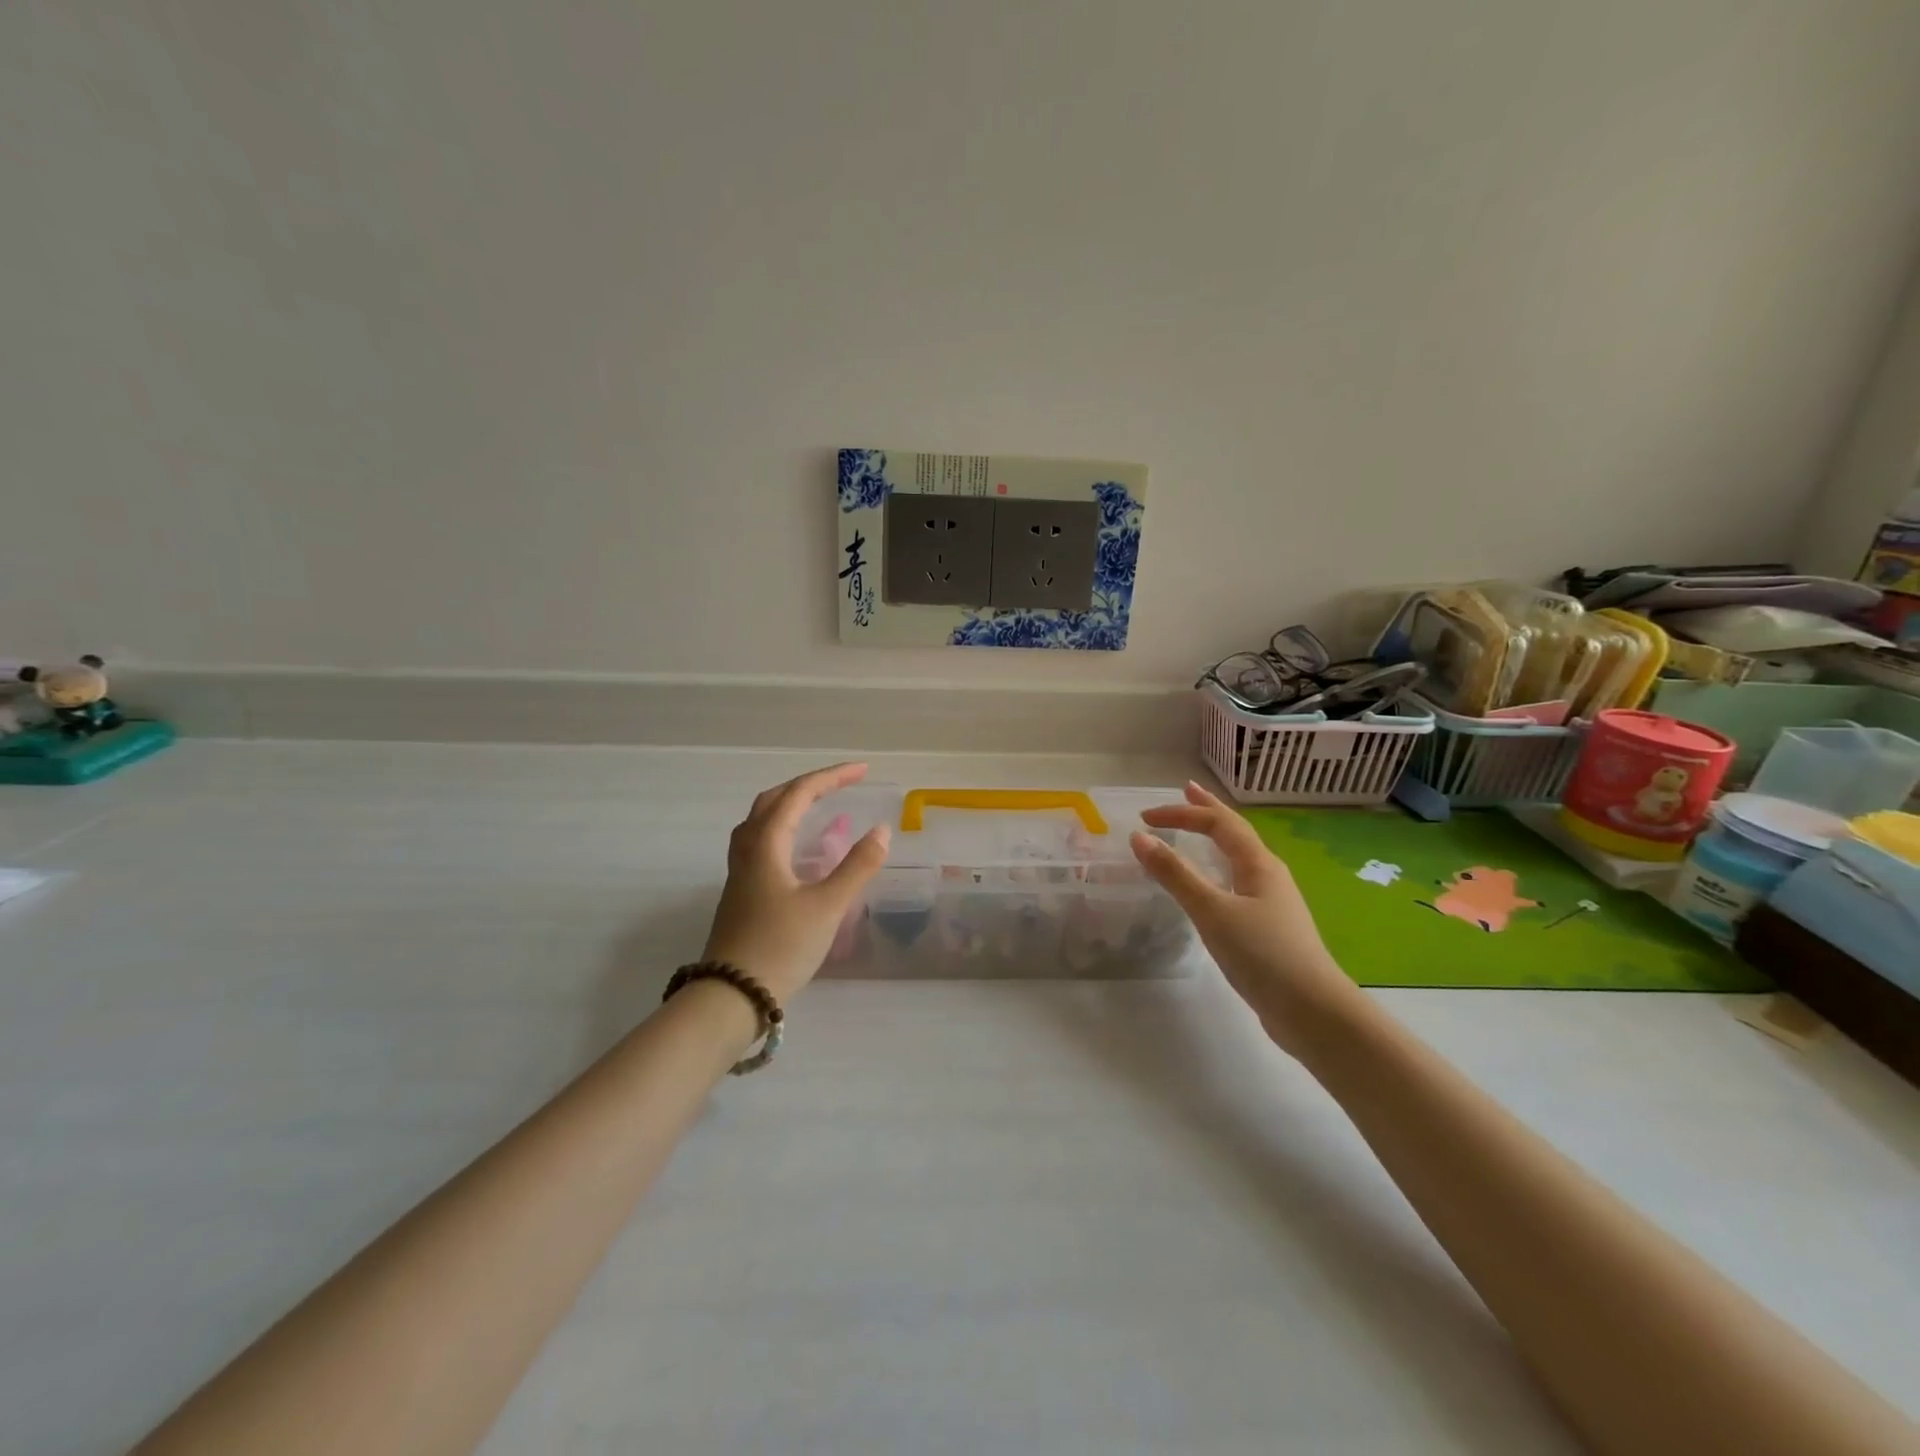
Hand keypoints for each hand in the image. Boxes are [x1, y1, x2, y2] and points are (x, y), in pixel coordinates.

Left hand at [702, 763, 890, 1001]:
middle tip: (842, 784)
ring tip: (818, 806)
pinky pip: (760, 842)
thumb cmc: (780, 947)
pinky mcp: (741, 892)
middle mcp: (748, 849)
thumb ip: (857, 867)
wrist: (730, 997)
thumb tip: (881, 831)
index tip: (863, 771)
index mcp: (766, 844)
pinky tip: (798, 850)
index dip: (832, 777)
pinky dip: (783, 829)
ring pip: (761, 821)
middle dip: (809, 785)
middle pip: (774, 800)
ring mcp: (740, 872)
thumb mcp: (827, 907)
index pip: (799, 794)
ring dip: (790, 804)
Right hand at [1130, 781, 1362, 1052]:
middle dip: (1208, 811)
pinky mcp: (1268, 928)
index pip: (1219, 823)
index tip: (1145, 817)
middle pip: (1235, 833)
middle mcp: (1268, 875)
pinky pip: (1236, 883)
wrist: (1312, 1012)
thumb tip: (1140, 837)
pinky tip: (1210, 886)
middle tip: (1186, 791)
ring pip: (1238, 858)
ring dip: (1214, 839)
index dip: (1182, 813)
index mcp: (1259, 864)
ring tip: (1196, 832)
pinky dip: (1216, 870)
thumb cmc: (1262, 954)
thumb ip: (1175, 874)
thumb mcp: (1212, 910)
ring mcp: (1271, 903)